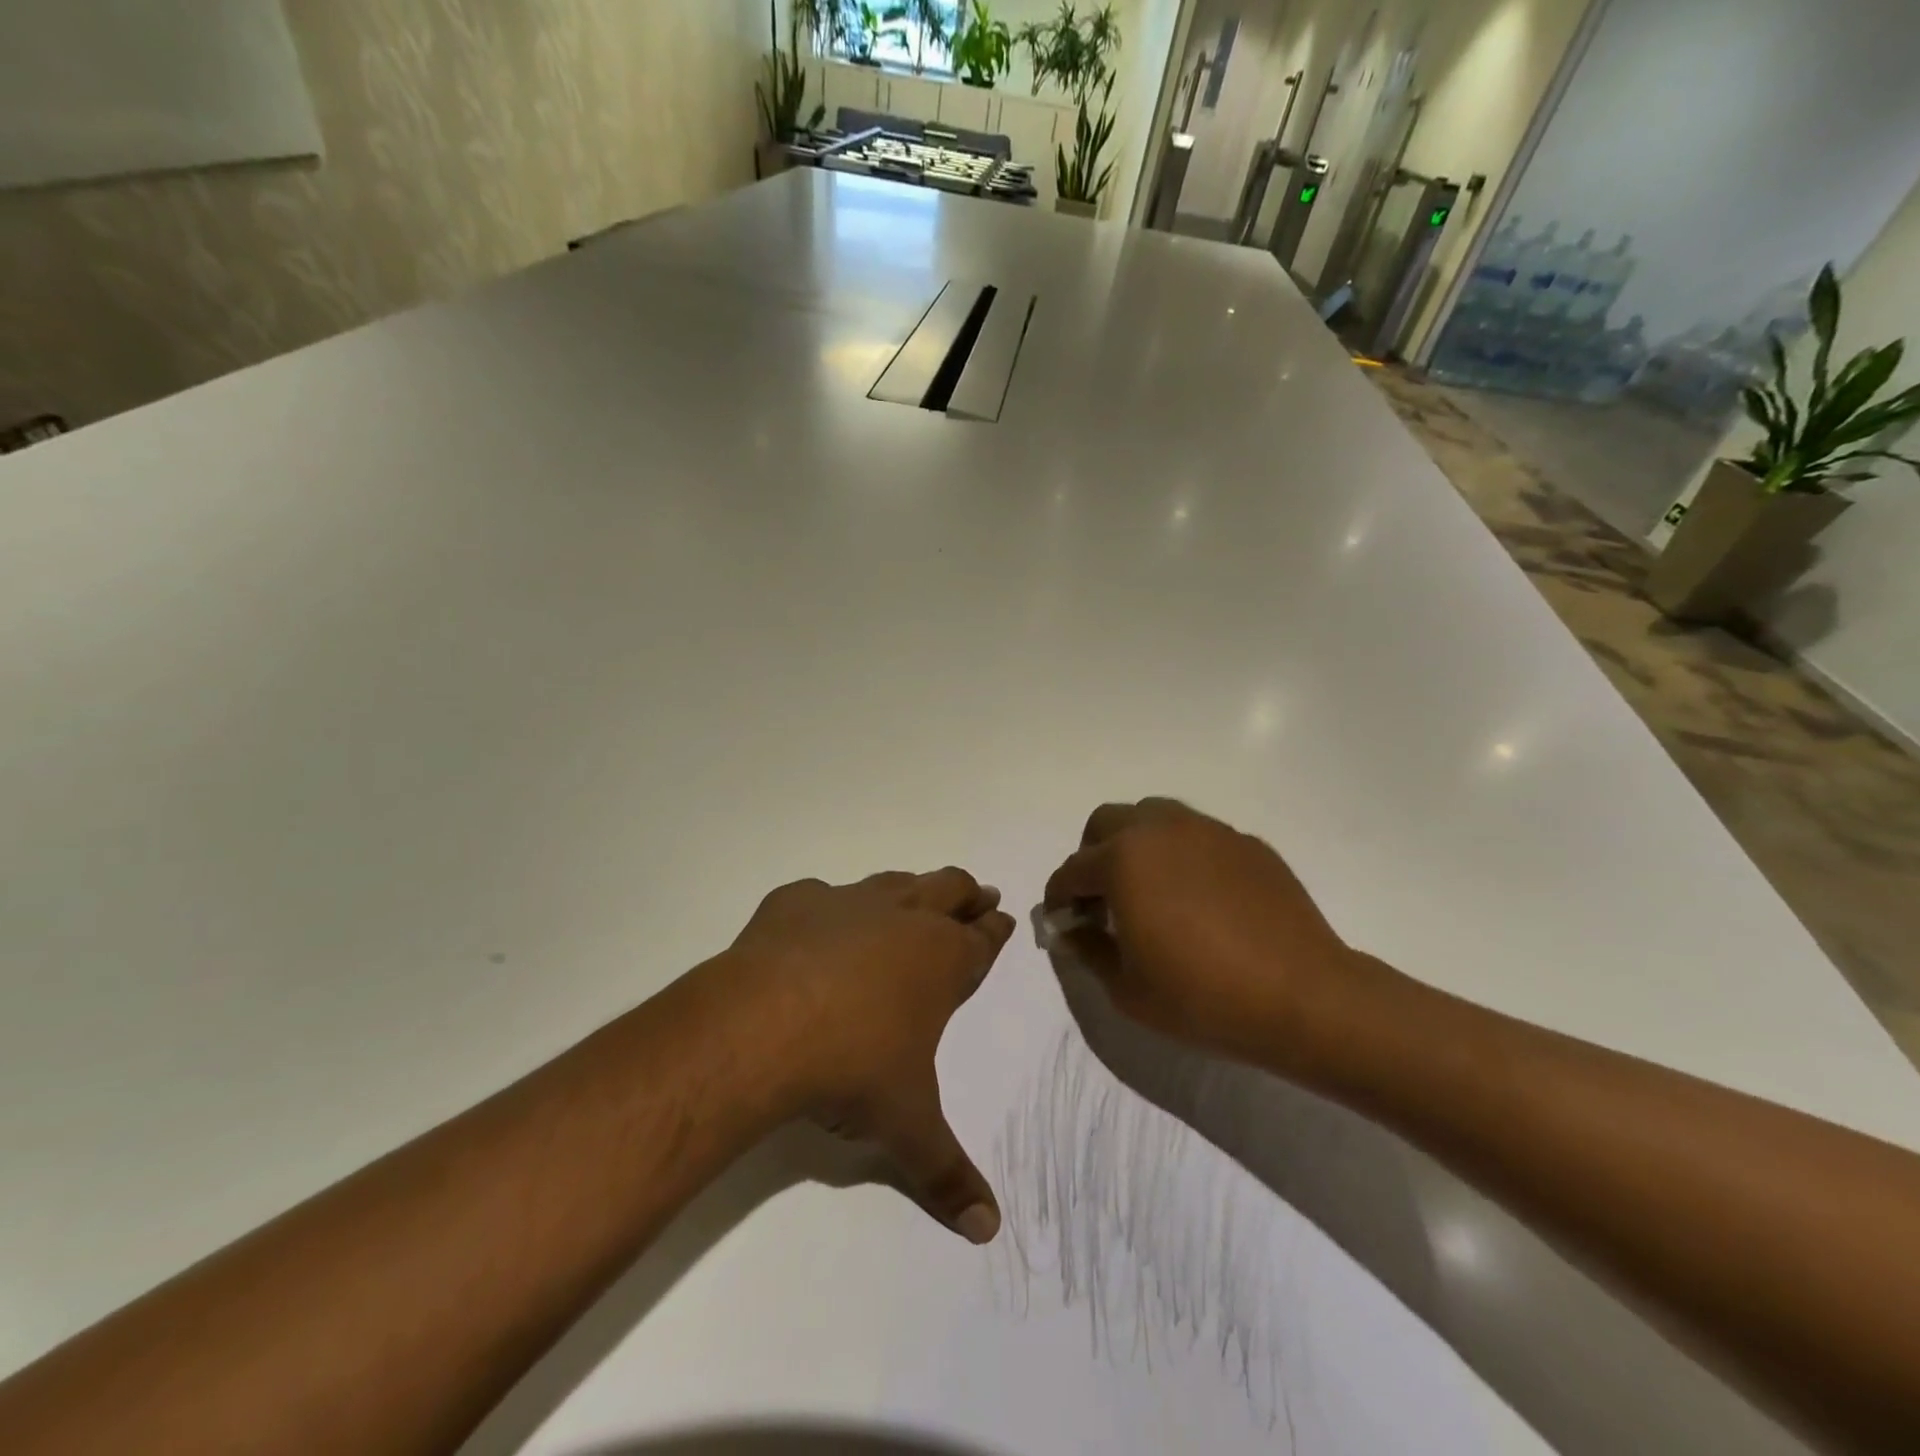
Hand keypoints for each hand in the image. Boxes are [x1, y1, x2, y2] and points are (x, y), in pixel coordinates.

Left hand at [709, 869, 1014, 1243]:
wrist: (762, 1026)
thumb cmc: (852, 1069)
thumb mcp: (906, 1127)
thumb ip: (946, 1174)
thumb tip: (988, 1231)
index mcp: (941, 960)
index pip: (983, 939)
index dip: (997, 930)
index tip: (1004, 918)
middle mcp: (902, 918)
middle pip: (949, 889)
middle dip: (967, 894)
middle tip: (978, 895)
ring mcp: (848, 903)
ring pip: (894, 883)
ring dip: (909, 890)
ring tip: (914, 898)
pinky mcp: (796, 902)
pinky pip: (821, 895)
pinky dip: (828, 909)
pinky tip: (817, 927)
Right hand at [1042, 799, 1358, 1071]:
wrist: (1302, 996)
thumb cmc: (1202, 996)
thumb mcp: (1126, 988)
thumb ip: (1088, 949)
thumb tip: (1073, 929)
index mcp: (1123, 860)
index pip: (1072, 870)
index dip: (1059, 898)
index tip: (1063, 922)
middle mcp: (1160, 830)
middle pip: (1106, 822)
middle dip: (1092, 855)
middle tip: (1102, 898)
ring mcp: (1208, 830)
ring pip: (1153, 816)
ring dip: (1136, 844)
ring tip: (1149, 889)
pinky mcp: (1245, 842)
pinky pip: (1197, 836)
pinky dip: (1181, 855)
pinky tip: (1199, 898)